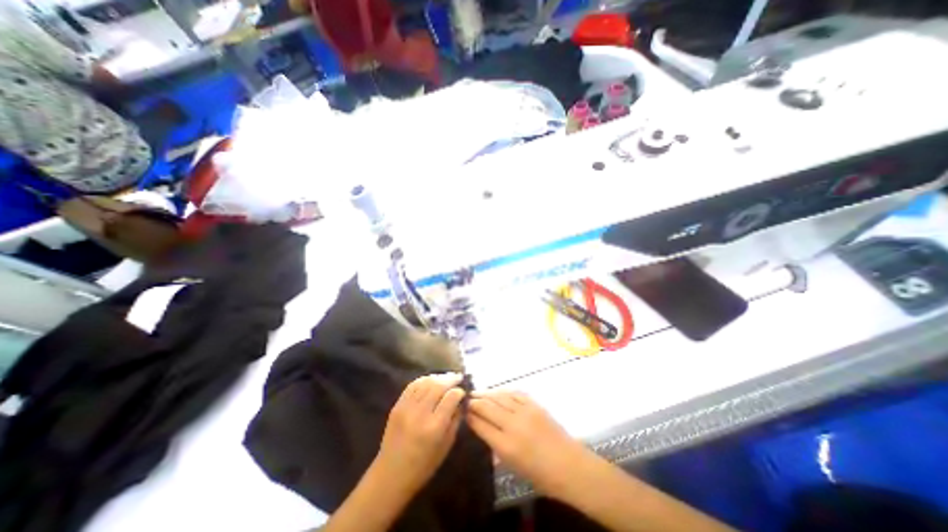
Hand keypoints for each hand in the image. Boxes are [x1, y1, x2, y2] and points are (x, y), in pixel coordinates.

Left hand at [376, 374, 467, 493]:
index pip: (451, 397)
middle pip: (438, 386)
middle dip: (451, 379)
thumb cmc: (423, 466)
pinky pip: (413, 385)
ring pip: (425, 382)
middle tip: (458, 377)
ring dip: (438, 377)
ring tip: (446, 378)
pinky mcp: (397, 405)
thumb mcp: (446, 445)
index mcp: (434, 427)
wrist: (391, 475)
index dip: (459, 391)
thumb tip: (461, 400)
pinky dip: (424, 380)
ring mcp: (406, 407)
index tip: (463, 391)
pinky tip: (431, 381)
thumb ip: (455, 420)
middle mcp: (420, 413)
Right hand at [465, 390, 589, 498]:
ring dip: (486, 393)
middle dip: (474, 402)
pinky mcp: (534, 405)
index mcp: (506, 446)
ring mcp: (525, 412)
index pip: (481, 425)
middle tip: (466, 399)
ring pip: (499, 396)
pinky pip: (514, 393)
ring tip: (477, 392)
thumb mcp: (513, 466)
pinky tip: (497, 391)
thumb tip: (483, 429)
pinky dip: (503, 391)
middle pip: (487, 407)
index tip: (462, 412)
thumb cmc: (541, 475)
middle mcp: (513, 425)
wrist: (570, 465)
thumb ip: (496, 446)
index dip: (469, 417)